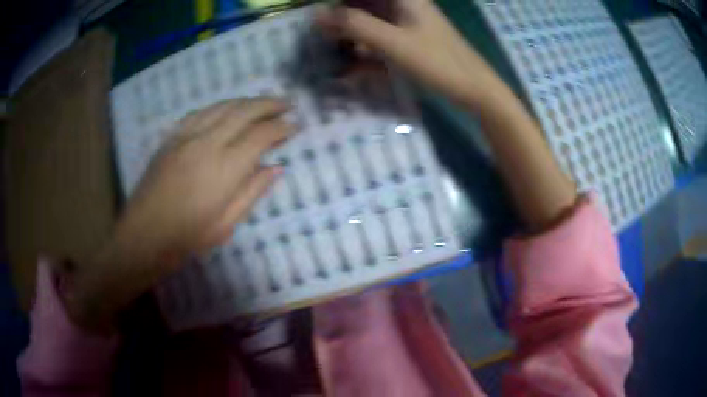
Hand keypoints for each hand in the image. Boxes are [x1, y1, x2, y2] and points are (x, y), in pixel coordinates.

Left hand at [127, 98, 291, 254]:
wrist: (144, 235)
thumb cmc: (187, 238)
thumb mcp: (226, 224)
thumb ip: (253, 192)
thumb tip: (276, 167)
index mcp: (224, 168)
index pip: (260, 135)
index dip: (281, 128)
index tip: (295, 126)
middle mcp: (207, 143)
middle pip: (244, 111)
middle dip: (270, 104)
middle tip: (288, 103)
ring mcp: (186, 136)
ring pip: (222, 106)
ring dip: (246, 101)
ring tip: (262, 103)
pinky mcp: (171, 137)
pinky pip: (200, 112)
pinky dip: (219, 107)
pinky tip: (227, 109)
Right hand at [317, 0, 504, 107]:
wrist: (475, 89)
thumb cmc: (438, 62)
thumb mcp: (393, 43)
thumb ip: (355, 25)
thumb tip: (318, 14)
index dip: (342, 4)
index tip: (323, 16)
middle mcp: (404, 5)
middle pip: (364, 4)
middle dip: (342, 16)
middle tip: (322, 33)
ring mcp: (407, 22)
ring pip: (371, 18)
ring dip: (352, 31)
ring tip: (333, 47)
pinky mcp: (410, 39)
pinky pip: (381, 35)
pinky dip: (366, 45)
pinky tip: (354, 62)